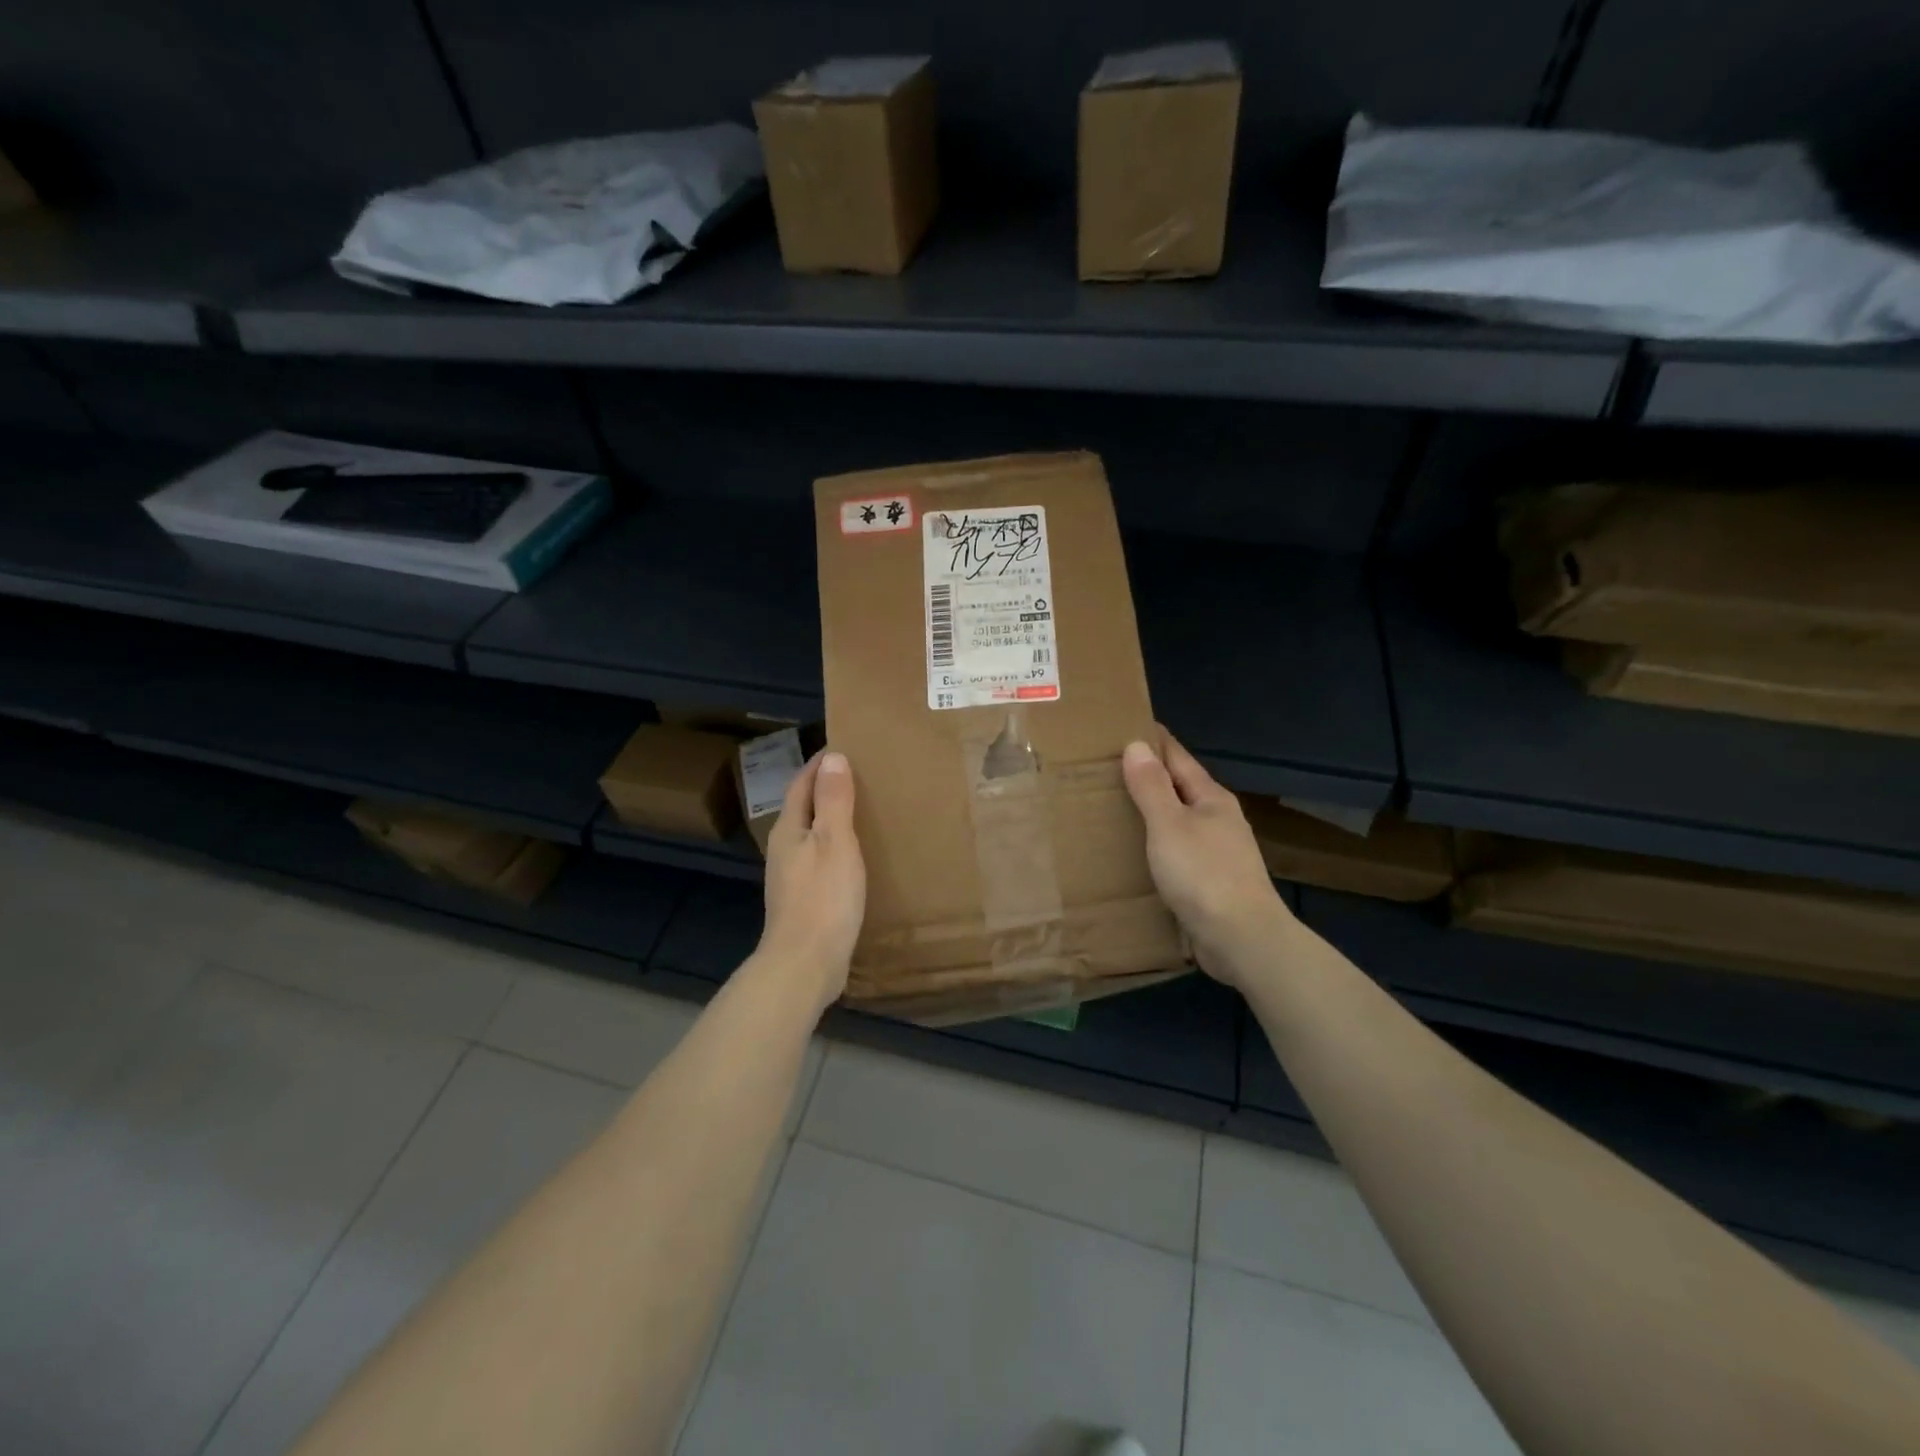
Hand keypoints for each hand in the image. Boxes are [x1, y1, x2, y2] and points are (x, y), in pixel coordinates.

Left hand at [759, 749, 865, 1011]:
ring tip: (866, 811)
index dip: (821, 764)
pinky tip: (858, 857)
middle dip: (828, 789)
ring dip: (834, 820)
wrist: (805, 965)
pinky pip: (821, 860)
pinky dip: (838, 848)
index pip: (802, 783)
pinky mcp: (804, 900)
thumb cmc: (823, 898)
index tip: (846, 747)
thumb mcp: (835, 842)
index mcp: (789, 829)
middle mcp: (785, 849)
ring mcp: (792, 877)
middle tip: (865, 776)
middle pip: (805, 807)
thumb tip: (832, 757)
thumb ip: (833, 800)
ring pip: (813, 835)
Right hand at [1122, 733, 1293, 987]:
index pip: (1178, 758)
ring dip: (1153, 813)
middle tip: (1109, 768)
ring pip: (1180, 821)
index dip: (1154, 742)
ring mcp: (1219, 853)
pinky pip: (1179, 852)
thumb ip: (1151, 787)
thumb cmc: (1203, 875)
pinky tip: (1139, 853)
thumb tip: (1136, 745)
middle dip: (1150, 777)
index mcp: (1211, 799)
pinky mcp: (1212, 883)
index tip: (1127, 726)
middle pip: (1180, 788)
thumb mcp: (1169, 825)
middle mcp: (1219, 820)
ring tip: (1117, 808)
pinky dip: (1158, 844)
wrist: (1242, 939)